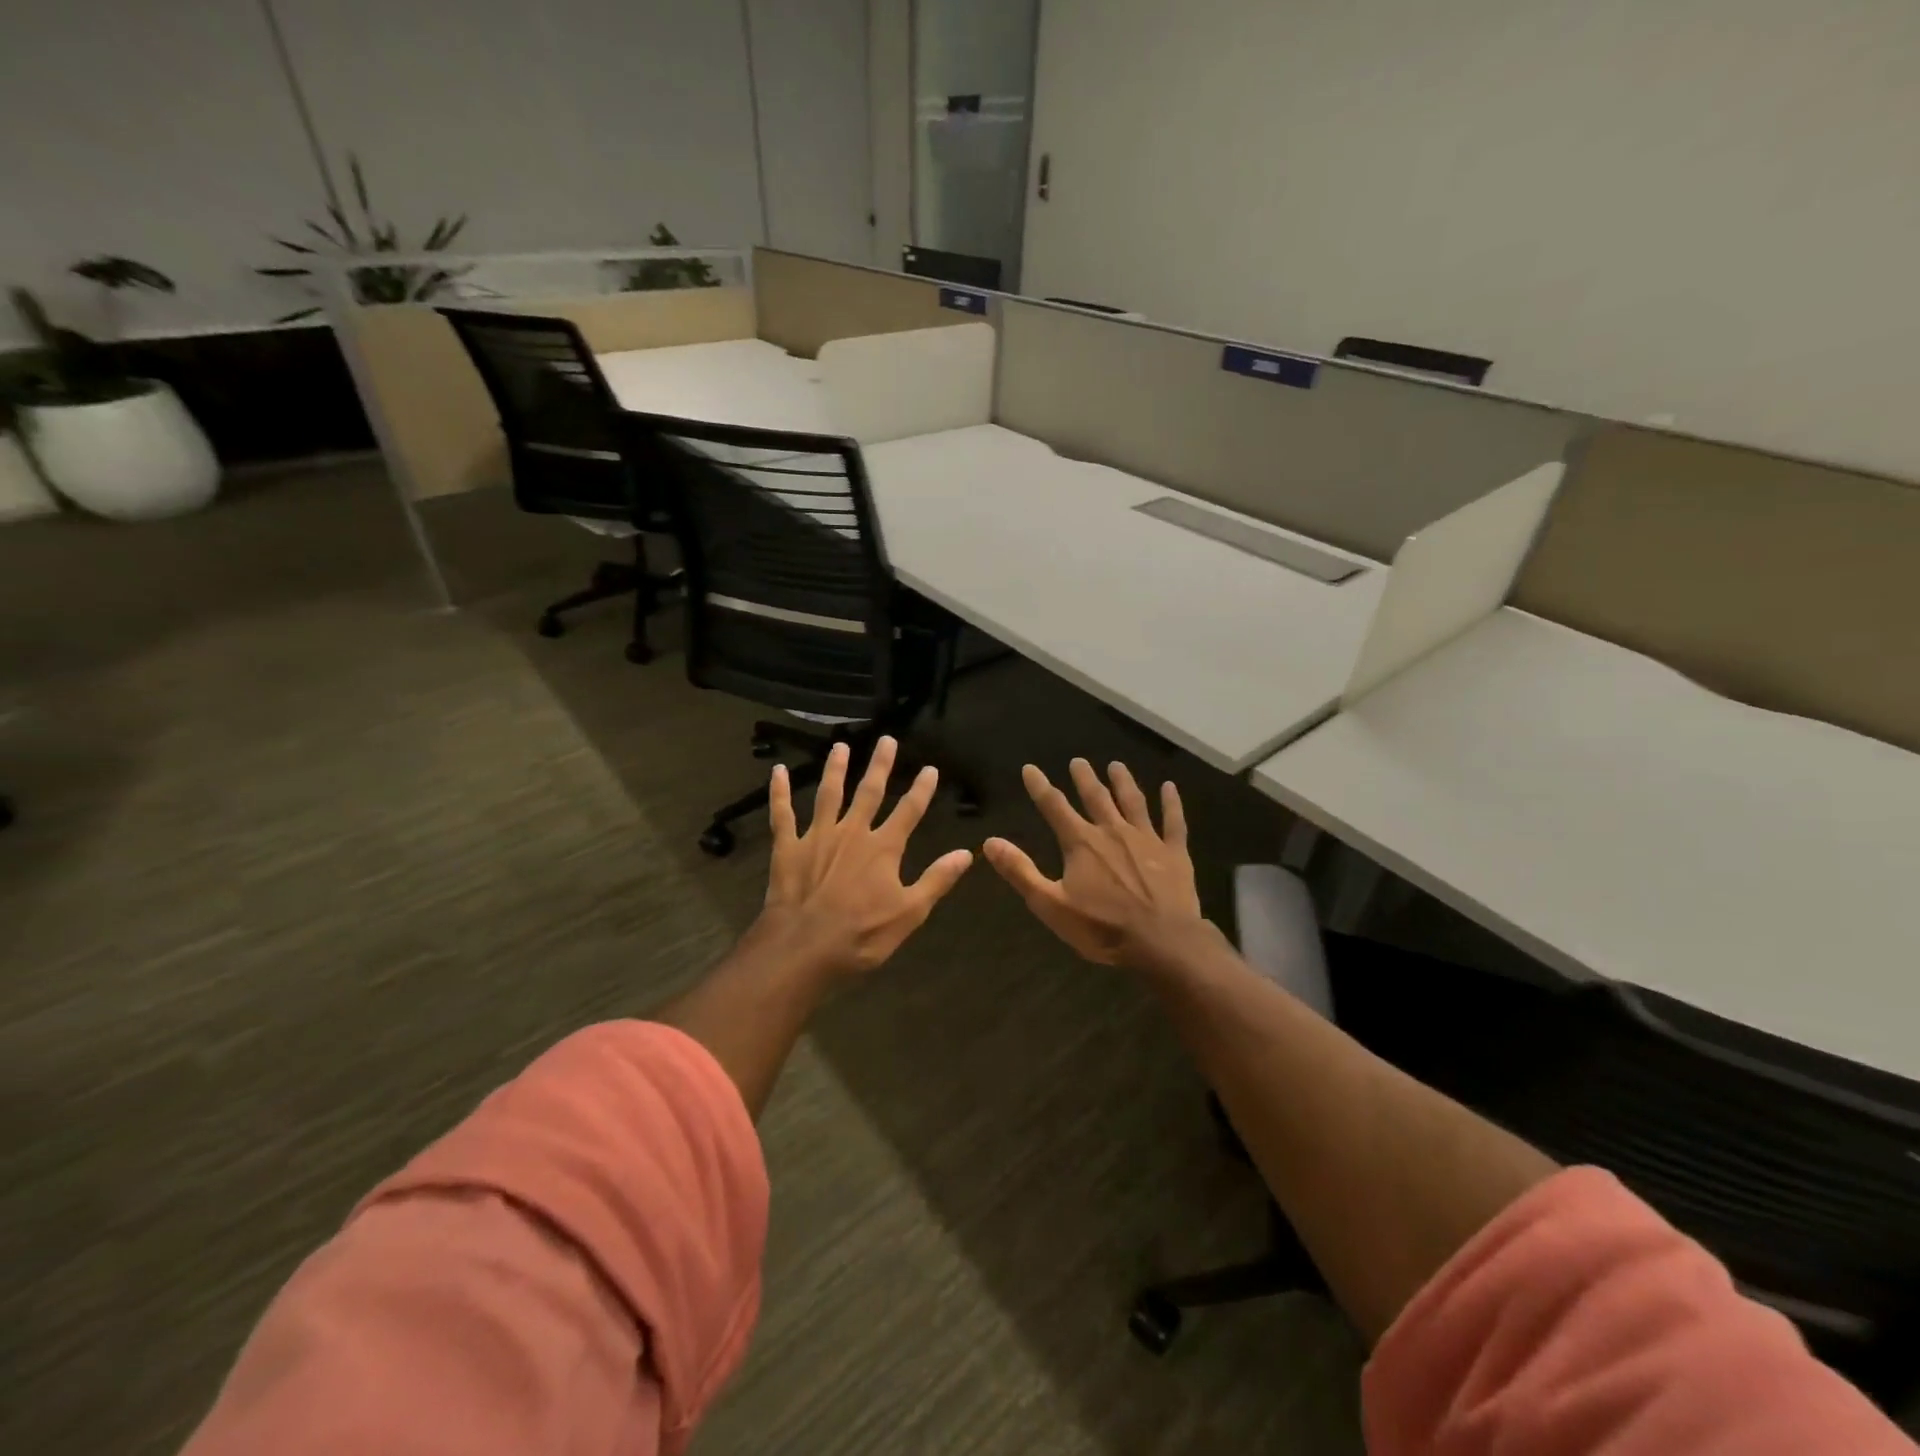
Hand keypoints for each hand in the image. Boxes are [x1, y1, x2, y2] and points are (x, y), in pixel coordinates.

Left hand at [758, 736, 973, 976]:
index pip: (909, 811)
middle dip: (880, 766)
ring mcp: (817, 836)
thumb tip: (966, 853)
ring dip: (835, 769)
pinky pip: (782, 814)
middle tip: (886, 740)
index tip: (930, 769)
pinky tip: (777, 771)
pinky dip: (779, 792)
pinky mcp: (787, 847)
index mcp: (883, 848)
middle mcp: (852, 832)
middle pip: (869, 792)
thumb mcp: (910, 913)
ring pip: (828, 794)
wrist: (804, 947)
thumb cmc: (861, 934)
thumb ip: (937, 879)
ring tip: (841, 746)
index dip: (921, 789)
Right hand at [983, 759, 1207, 969]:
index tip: (1030, 768)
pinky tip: (1170, 788)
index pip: (1054, 807)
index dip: (1040, 787)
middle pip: (1096, 797)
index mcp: (1082, 843)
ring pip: (1133, 802)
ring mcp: (1147, 839)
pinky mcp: (1175, 853)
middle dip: (1084, 778)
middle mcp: (1113, 831)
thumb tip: (990, 842)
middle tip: (1078, 760)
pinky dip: (1171, 803)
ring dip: (1123, 782)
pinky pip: (1173, 821)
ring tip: (1117, 765)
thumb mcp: (1051, 905)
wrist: (1163, 942)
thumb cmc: (1103, 928)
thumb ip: (1020, 872)